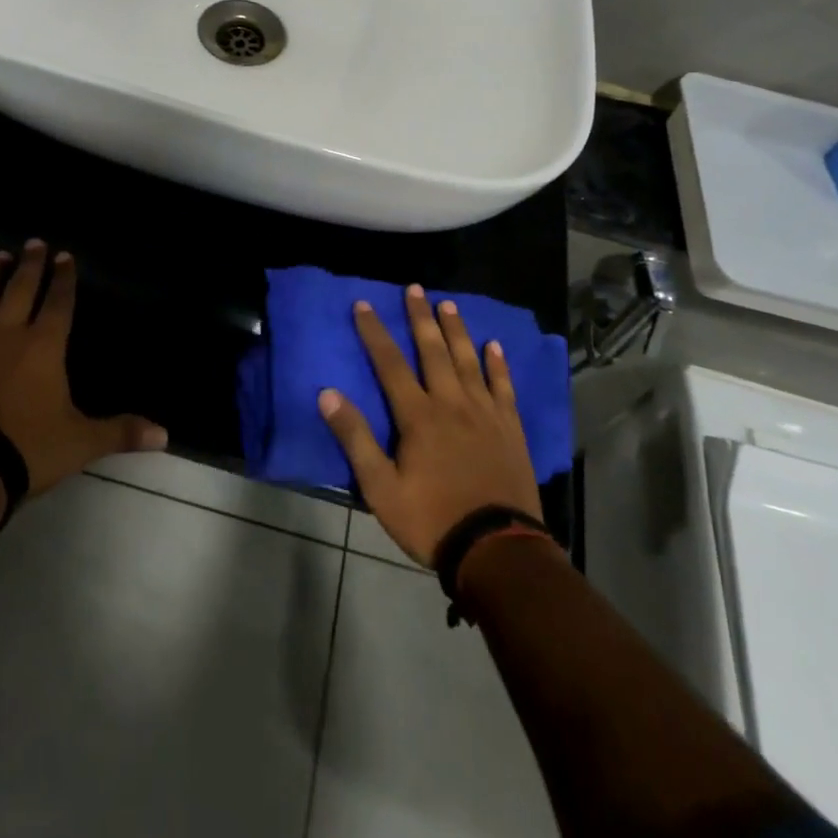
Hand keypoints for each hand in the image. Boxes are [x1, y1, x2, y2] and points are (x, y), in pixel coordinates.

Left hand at [0, 240, 168, 496]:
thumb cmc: (24, 448)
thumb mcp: (79, 442)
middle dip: (29, 264)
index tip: (64, 255)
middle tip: (33, 242)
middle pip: (20, 289)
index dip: (64, 278)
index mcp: (44, 345)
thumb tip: (165, 434)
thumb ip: (119, 432)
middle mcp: (6, 333)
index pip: (59, 302)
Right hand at [317, 284, 540, 565]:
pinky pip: (503, 387)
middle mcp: (452, 403)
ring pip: (468, 360)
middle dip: (420, 318)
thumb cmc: (432, 519)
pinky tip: (495, 346)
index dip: (375, 332)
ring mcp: (485, 413)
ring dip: (457, 330)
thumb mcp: (381, 488)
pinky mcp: (510, 428)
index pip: (390, 363)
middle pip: (433, 351)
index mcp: (418, 416)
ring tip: (448, 304)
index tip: (363, 304)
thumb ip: (355, 438)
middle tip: (414, 288)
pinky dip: (498, 365)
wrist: (497, 549)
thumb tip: (328, 394)